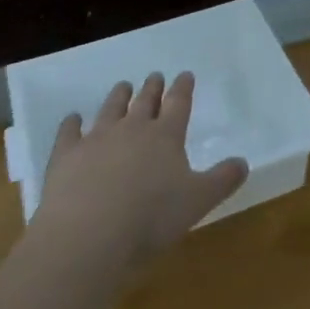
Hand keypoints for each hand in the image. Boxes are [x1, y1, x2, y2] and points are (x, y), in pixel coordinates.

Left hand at [31, 72, 248, 272]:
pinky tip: (72, 118)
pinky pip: (69, 132)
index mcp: (166, 136)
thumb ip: (222, 180)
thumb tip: (243, 162)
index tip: (185, 74)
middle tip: (155, 76)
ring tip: (123, 86)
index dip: (183, 88)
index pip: (178, 103)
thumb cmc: (151, 218)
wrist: (89, 235)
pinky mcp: (66, 156)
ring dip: (118, 96)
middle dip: (152, 88)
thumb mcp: (198, 202)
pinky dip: (71, 123)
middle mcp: (132, 129)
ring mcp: (97, 139)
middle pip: (144, 101)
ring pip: (110, 109)